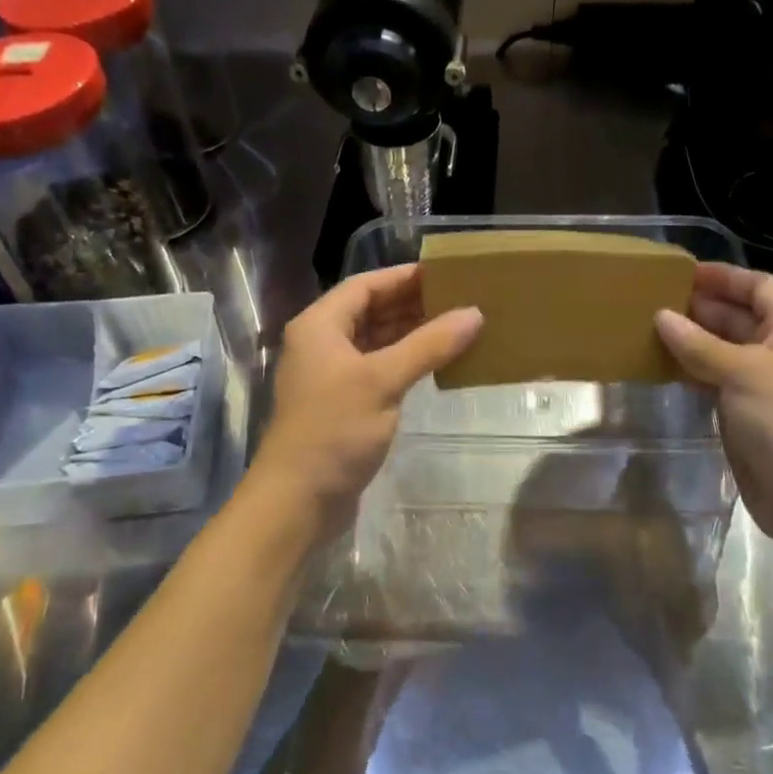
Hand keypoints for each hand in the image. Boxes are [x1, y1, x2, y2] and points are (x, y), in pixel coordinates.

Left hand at [254, 265, 482, 537]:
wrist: (297, 500)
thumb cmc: (334, 430)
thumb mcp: (383, 381)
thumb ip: (429, 345)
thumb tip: (474, 314)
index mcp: (320, 325)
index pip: (365, 285)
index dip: (404, 277)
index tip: (445, 273)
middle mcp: (321, 343)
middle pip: (370, 310)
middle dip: (412, 304)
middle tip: (459, 299)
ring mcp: (331, 375)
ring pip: (375, 341)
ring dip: (410, 333)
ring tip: (456, 326)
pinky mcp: (342, 403)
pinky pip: (377, 368)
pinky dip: (404, 361)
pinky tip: (436, 363)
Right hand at [655, 263, 772, 556]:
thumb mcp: (744, 372)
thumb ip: (699, 344)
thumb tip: (661, 316)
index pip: (758, 286)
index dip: (723, 277)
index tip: (679, 272)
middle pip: (739, 316)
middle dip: (699, 307)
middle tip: (651, 299)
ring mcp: (763, 384)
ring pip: (722, 350)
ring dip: (690, 340)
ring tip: (646, 328)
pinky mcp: (746, 414)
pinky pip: (714, 380)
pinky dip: (690, 371)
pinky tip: (660, 366)